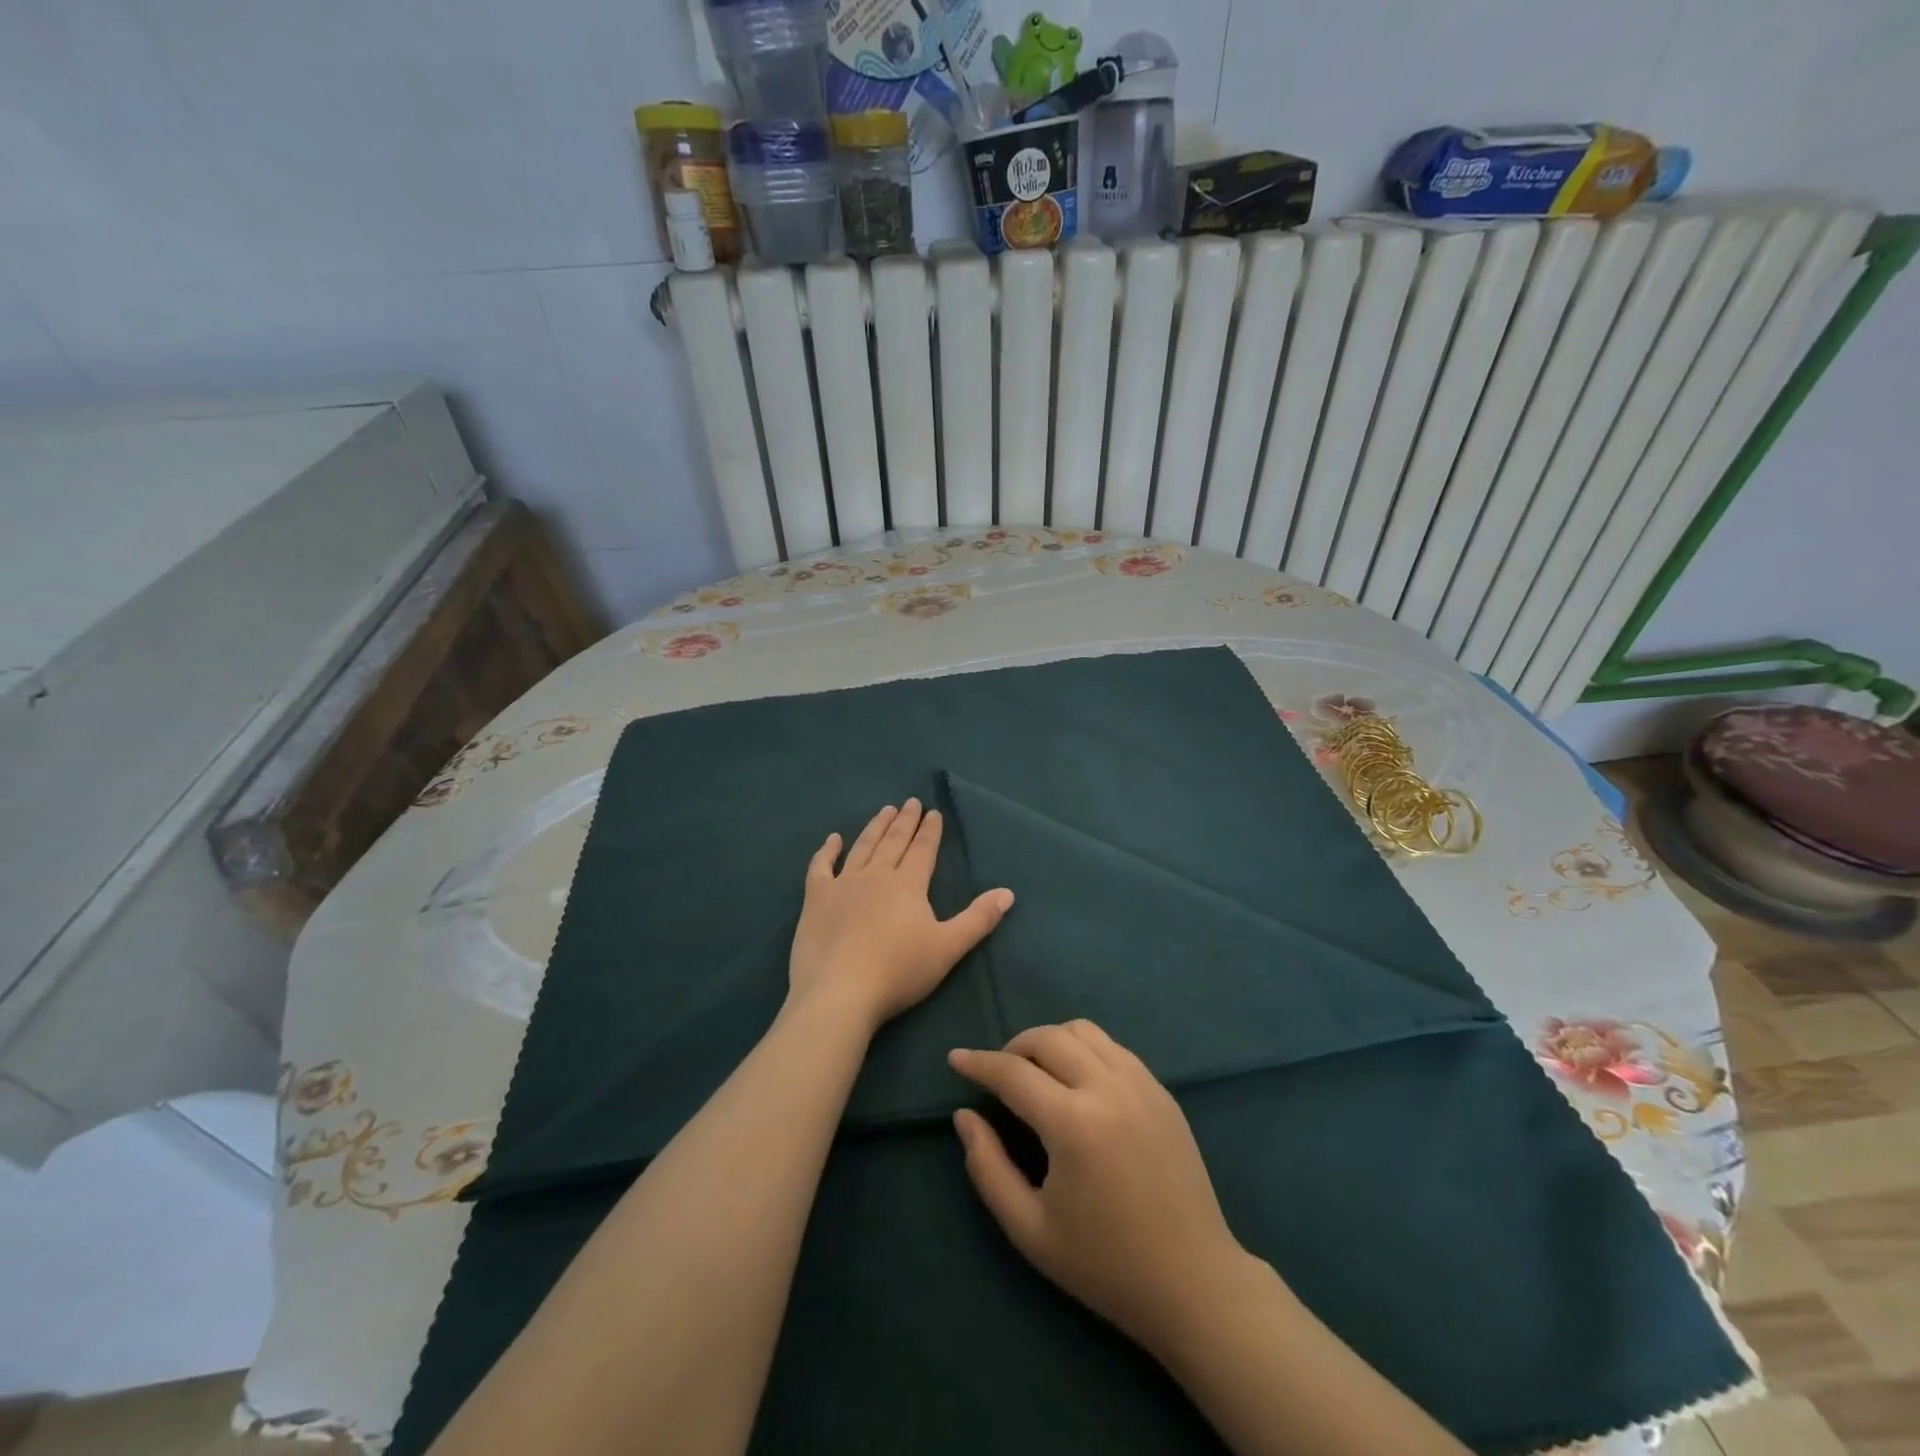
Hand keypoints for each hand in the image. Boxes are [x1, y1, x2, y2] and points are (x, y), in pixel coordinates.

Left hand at [788, 799, 1014, 1033]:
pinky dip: (827, 851)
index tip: (933, 812)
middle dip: (905, 821)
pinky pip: (821, 867)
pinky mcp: (816, 899)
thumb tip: (1007, 892)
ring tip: (884, 810)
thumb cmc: (899, 972)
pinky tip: (833, 839)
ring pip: (862, 847)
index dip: (930, 831)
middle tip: (910, 802)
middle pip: (893, 842)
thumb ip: (978, 919)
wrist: (840, 993)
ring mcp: (843, 884)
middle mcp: (876, 875)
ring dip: (875, 827)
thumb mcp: (948, 948)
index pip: (923, 850)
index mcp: (908, 884)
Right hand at [949, 1021, 1251, 1358]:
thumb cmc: (1105, 1265)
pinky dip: (1084, 1050)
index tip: (955, 1059)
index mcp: (1074, 1123)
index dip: (978, 1063)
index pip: (1013, 1072)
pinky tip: (1077, 1082)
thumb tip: (965, 1116)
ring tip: (1037, 1074)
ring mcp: (1141, 1084)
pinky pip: (1113, 1047)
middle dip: (1014, 1048)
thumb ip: (988, 1168)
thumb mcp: (1030, 1230)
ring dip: (1050, 1041)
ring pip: (1083, 1031)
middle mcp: (1108, 1088)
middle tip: (998, 1075)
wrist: (1194, 1283)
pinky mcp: (1162, 1091)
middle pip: (1048, 1037)